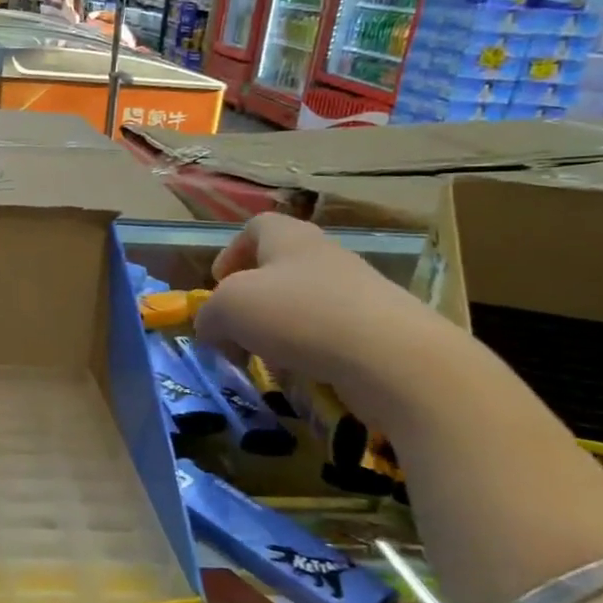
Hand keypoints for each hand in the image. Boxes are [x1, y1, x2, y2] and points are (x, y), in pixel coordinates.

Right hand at [194, 214, 457, 406]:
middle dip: (251, 300)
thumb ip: (209, 315)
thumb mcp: (229, 309)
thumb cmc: (298, 314)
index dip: (231, 252)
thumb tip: (211, 329)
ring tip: (265, 358)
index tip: (218, 284)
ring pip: (303, 304)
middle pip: (279, 268)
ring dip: (277, 329)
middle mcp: (325, 256)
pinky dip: (308, 352)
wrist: (392, 357)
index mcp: (289, 237)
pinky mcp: (377, 330)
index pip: (256, 228)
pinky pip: (329, 335)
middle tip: (234, 329)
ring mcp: (356, 292)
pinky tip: (302, 374)